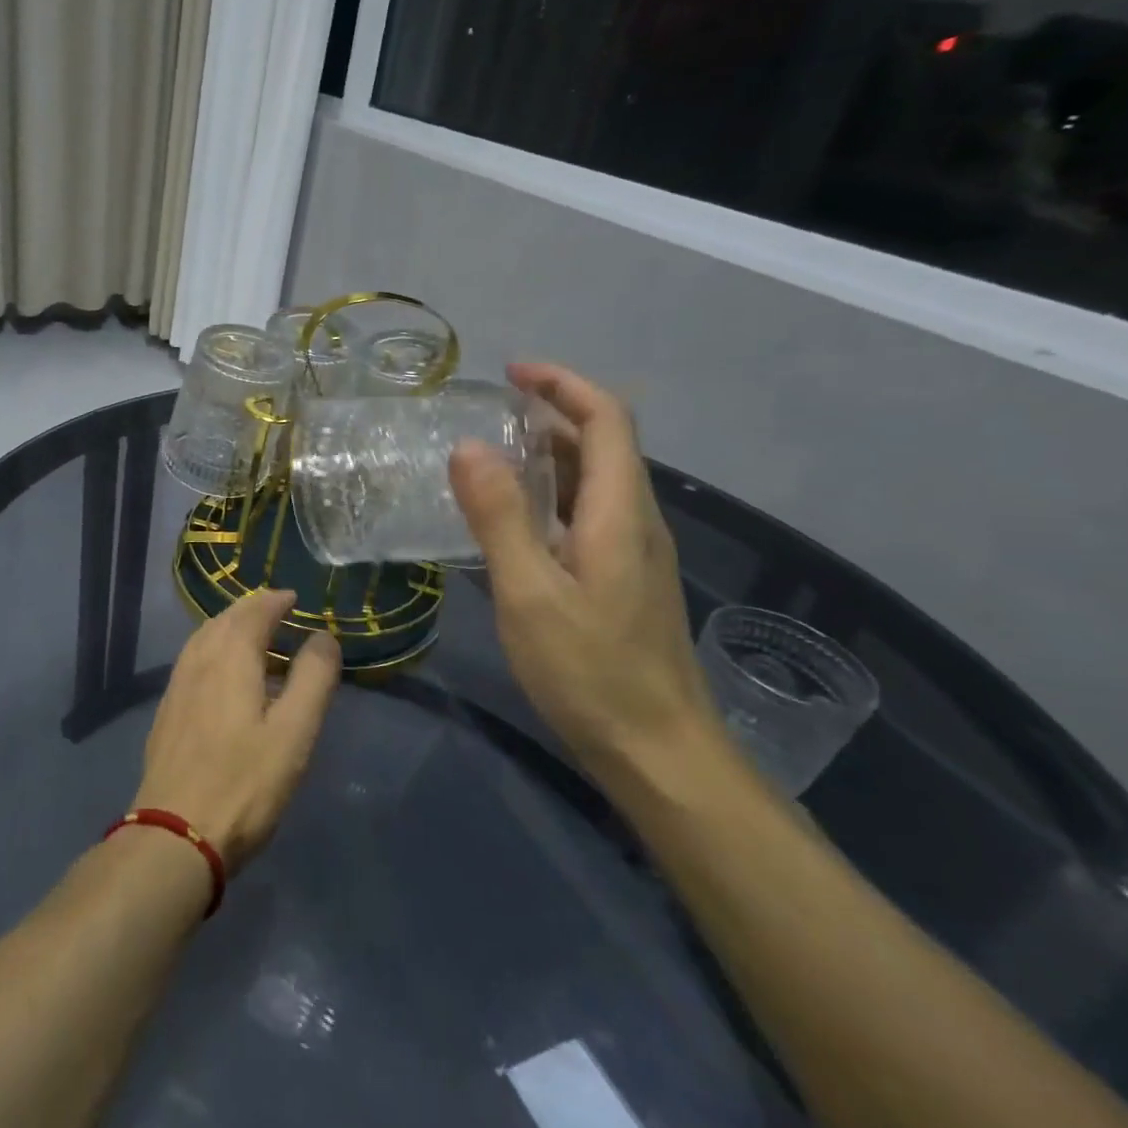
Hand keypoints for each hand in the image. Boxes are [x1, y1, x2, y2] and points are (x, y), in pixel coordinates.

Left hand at [133, 590, 341, 873]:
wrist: (175, 833)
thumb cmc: (244, 782)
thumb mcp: (294, 732)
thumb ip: (313, 679)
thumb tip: (322, 636)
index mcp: (230, 656)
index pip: (253, 611)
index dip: (275, 601)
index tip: (295, 599)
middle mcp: (198, 659)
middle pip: (225, 619)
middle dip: (253, 610)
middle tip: (279, 613)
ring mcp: (177, 685)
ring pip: (204, 638)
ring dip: (231, 628)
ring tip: (255, 638)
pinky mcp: (167, 710)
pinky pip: (194, 660)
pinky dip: (215, 650)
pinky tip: (224, 675)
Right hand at [449, 363, 721, 783]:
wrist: (659, 753)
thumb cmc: (591, 672)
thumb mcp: (530, 593)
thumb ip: (500, 517)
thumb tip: (468, 446)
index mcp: (620, 512)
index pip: (607, 419)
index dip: (563, 384)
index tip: (511, 373)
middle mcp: (635, 521)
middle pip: (603, 443)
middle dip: (551, 412)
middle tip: (487, 413)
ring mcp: (632, 552)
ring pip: (595, 480)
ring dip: (548, 453)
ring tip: (489, 455)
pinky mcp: (621, 579)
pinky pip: (586, 513)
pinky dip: (549, 493)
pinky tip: (512, 518)